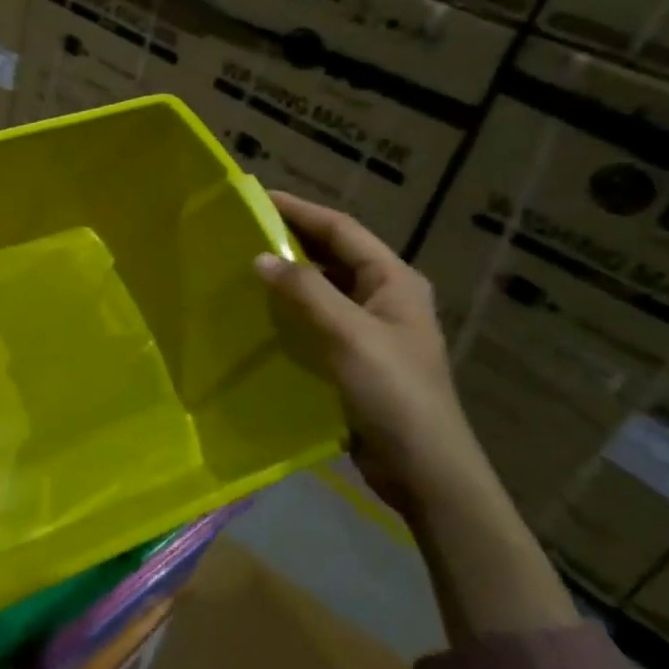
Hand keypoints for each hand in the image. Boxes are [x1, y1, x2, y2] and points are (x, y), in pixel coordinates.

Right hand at [254, 194, 575, 642]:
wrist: (426, 472)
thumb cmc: (395, 394)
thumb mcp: (349, 335)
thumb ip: (305, 292)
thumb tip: (260, 257)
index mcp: (395, 281)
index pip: (341, 229)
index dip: (299, 210)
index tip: (255, 196)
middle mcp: (385, 297)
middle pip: (333, 255)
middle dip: (291, 238)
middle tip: (242, 229)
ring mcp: (371, 329)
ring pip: (323, 288)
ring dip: (289, 275)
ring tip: (243, 265)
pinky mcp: (356, 358)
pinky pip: (317, 320)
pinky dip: (290, 310)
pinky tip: (259, 314)